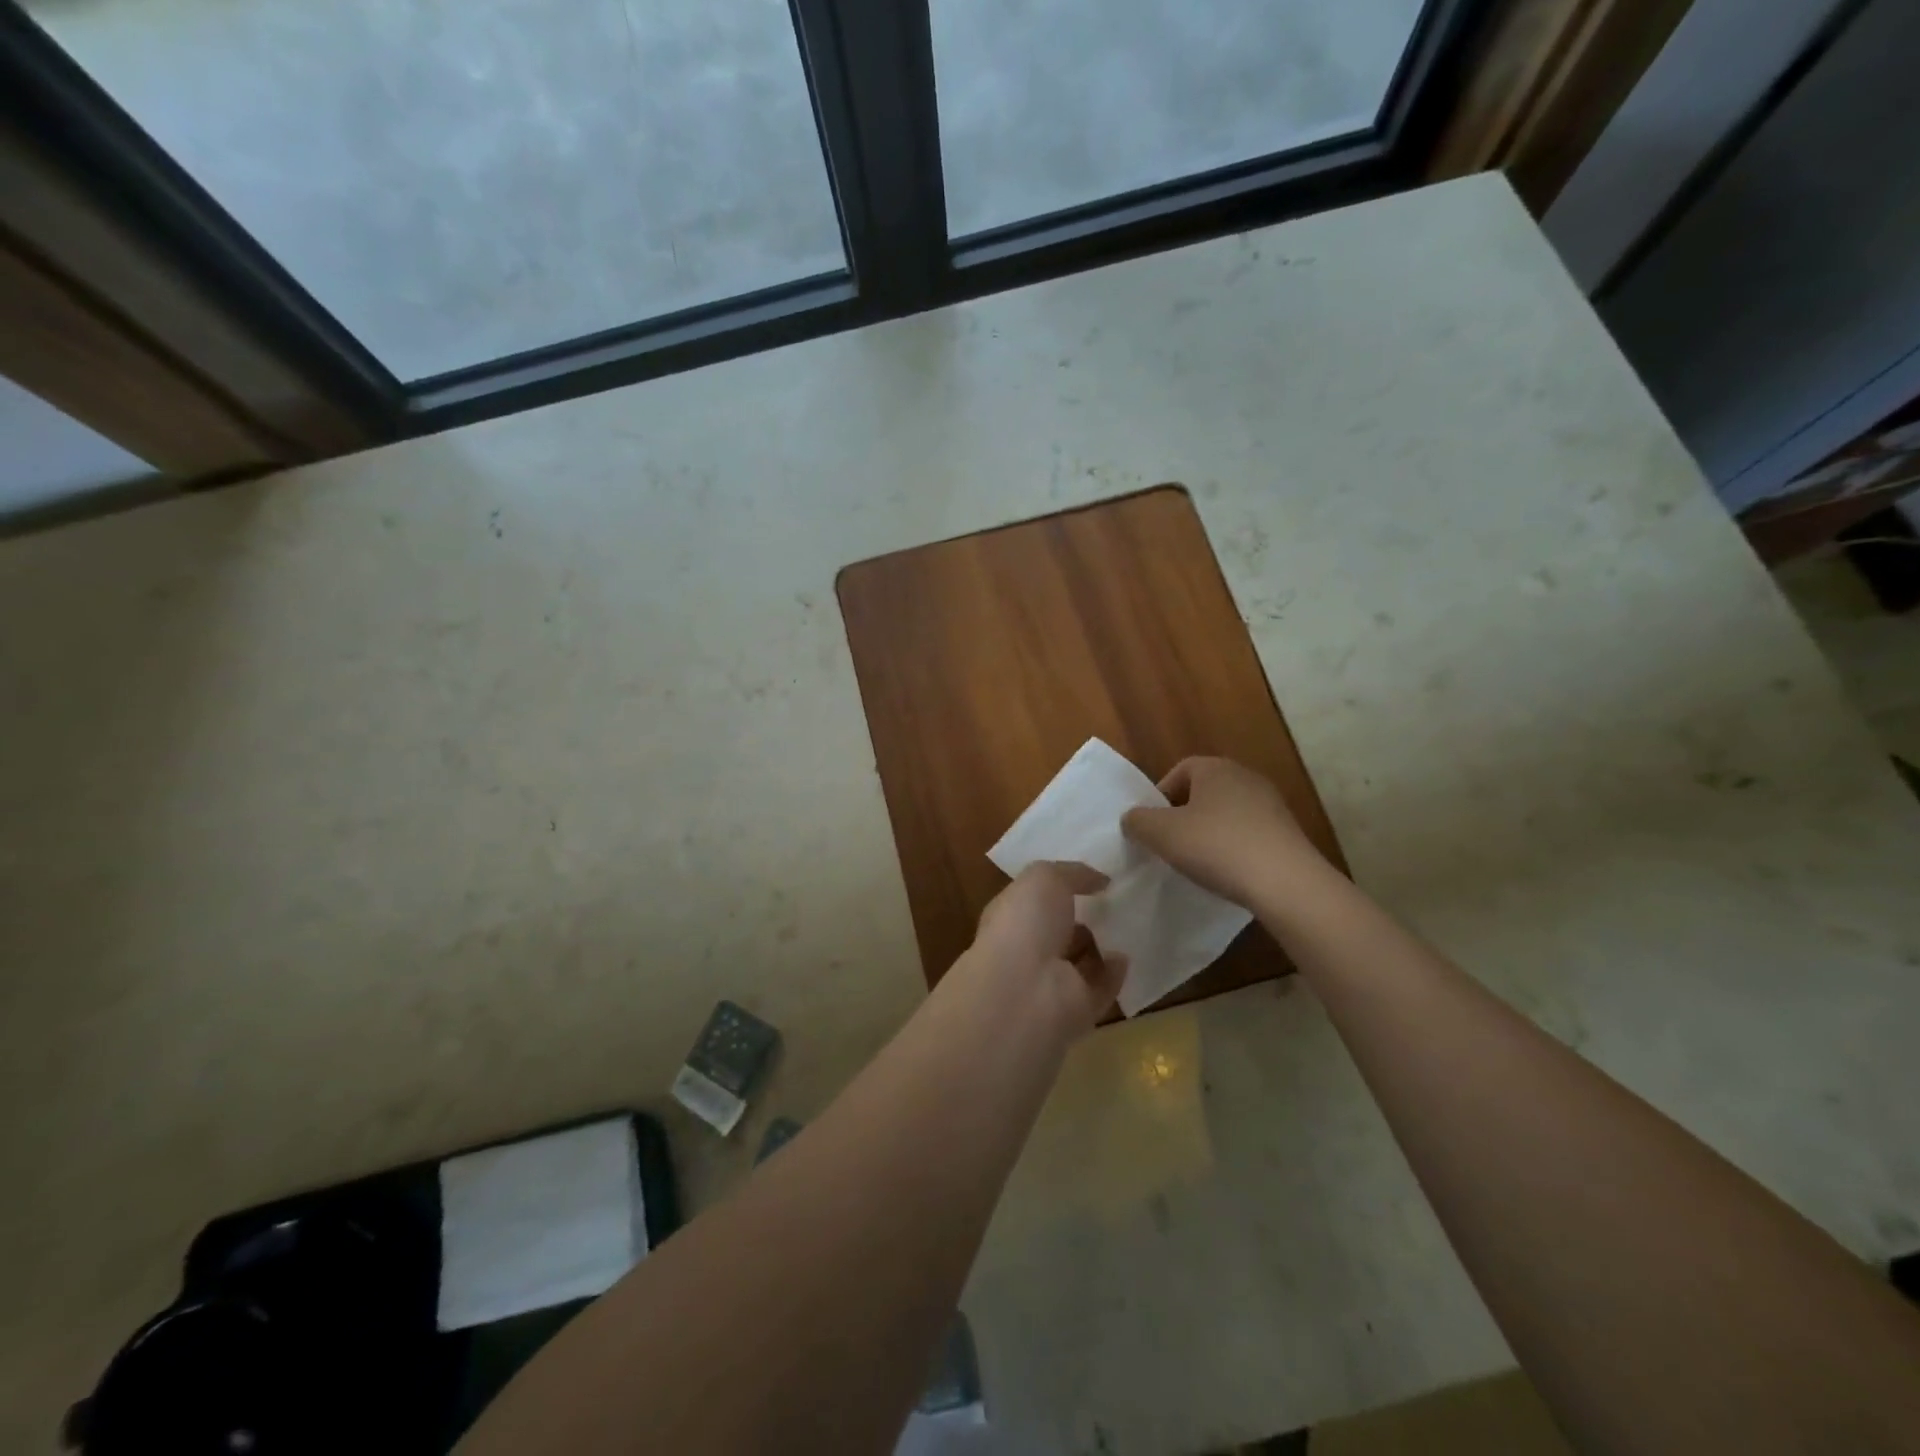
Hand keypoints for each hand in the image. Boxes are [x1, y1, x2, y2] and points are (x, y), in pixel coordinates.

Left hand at [967, 862, 1126, 1033]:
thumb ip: (1072, 873)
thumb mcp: (1044, 878)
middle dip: (1081, 919)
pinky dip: (1113, 974)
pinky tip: (1126, 956)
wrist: (1026, 992)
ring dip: (1100, 947)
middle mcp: (1027, 951)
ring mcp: (1050, 983)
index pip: (1034, 901)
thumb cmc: (1025, 924)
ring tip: (1128, 926)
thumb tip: (1100, 880)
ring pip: (1078, 962)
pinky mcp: (1077, 1010)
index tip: (1092, 879)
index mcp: (1011, 917)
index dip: (1058, 890)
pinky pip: (1099, 989)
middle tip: (1114, 903)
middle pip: (1057, 933)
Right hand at [1121, 757, 1326, 910]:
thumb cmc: (1216, 846)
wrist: (1285, 882)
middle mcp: (1246, 777)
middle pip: (1204, 791)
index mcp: (1216, 768)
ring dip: (1209, 832)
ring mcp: (1272, 805)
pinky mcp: (1287, 833)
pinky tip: (1227, 872)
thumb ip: (1138, 821)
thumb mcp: (1161, 834)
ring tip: (1197, 861)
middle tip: (1170, 843)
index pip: (1180, 770)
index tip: (1152, 824)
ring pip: (1227, 813)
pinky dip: (1233, 848)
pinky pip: (1249, 834)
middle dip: (1184, 815)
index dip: (1161, 795)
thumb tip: (1133, 818)